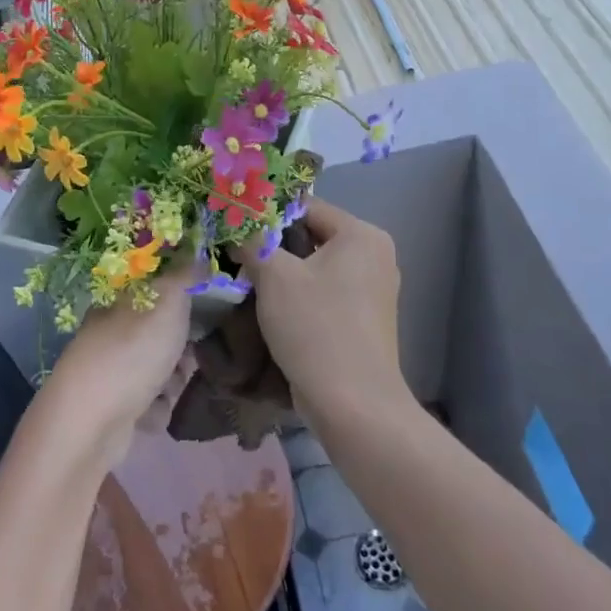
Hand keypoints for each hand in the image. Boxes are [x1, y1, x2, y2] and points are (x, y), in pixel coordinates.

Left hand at [41, 261, 194, 467]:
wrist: (93, 423)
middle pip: (158, 332)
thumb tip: (198, 252)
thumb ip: (186, 273)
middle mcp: (108, 333)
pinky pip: (148, 403)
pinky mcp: (112, 409)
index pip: (151, 288)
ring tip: (170, 387)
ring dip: (172, 380)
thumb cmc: (133, 350)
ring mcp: (108, 372)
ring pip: (157, 369)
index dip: (179, 297)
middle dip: (180, 346)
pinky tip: (152, 412)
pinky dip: (156, 409)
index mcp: (115, 300)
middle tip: (189, 353)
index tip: (199, 308)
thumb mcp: (167, 298)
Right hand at [236, 199, 403, 421]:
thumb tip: (235, 223)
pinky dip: (300, 295)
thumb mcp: (274, 275)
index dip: (268, 214)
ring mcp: (373, 289)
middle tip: (236, 255)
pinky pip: (326, 292)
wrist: (353, 404)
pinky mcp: (365, 319)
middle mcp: (375, 254)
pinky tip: (272, 308)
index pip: (306, 206)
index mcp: (361, 234)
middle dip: (274, 245)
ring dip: (283, 272)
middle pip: (312, 236)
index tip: (235, 227)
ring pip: (316, 266)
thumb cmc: (315, 327)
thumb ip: (253, 240)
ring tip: (248, 281)